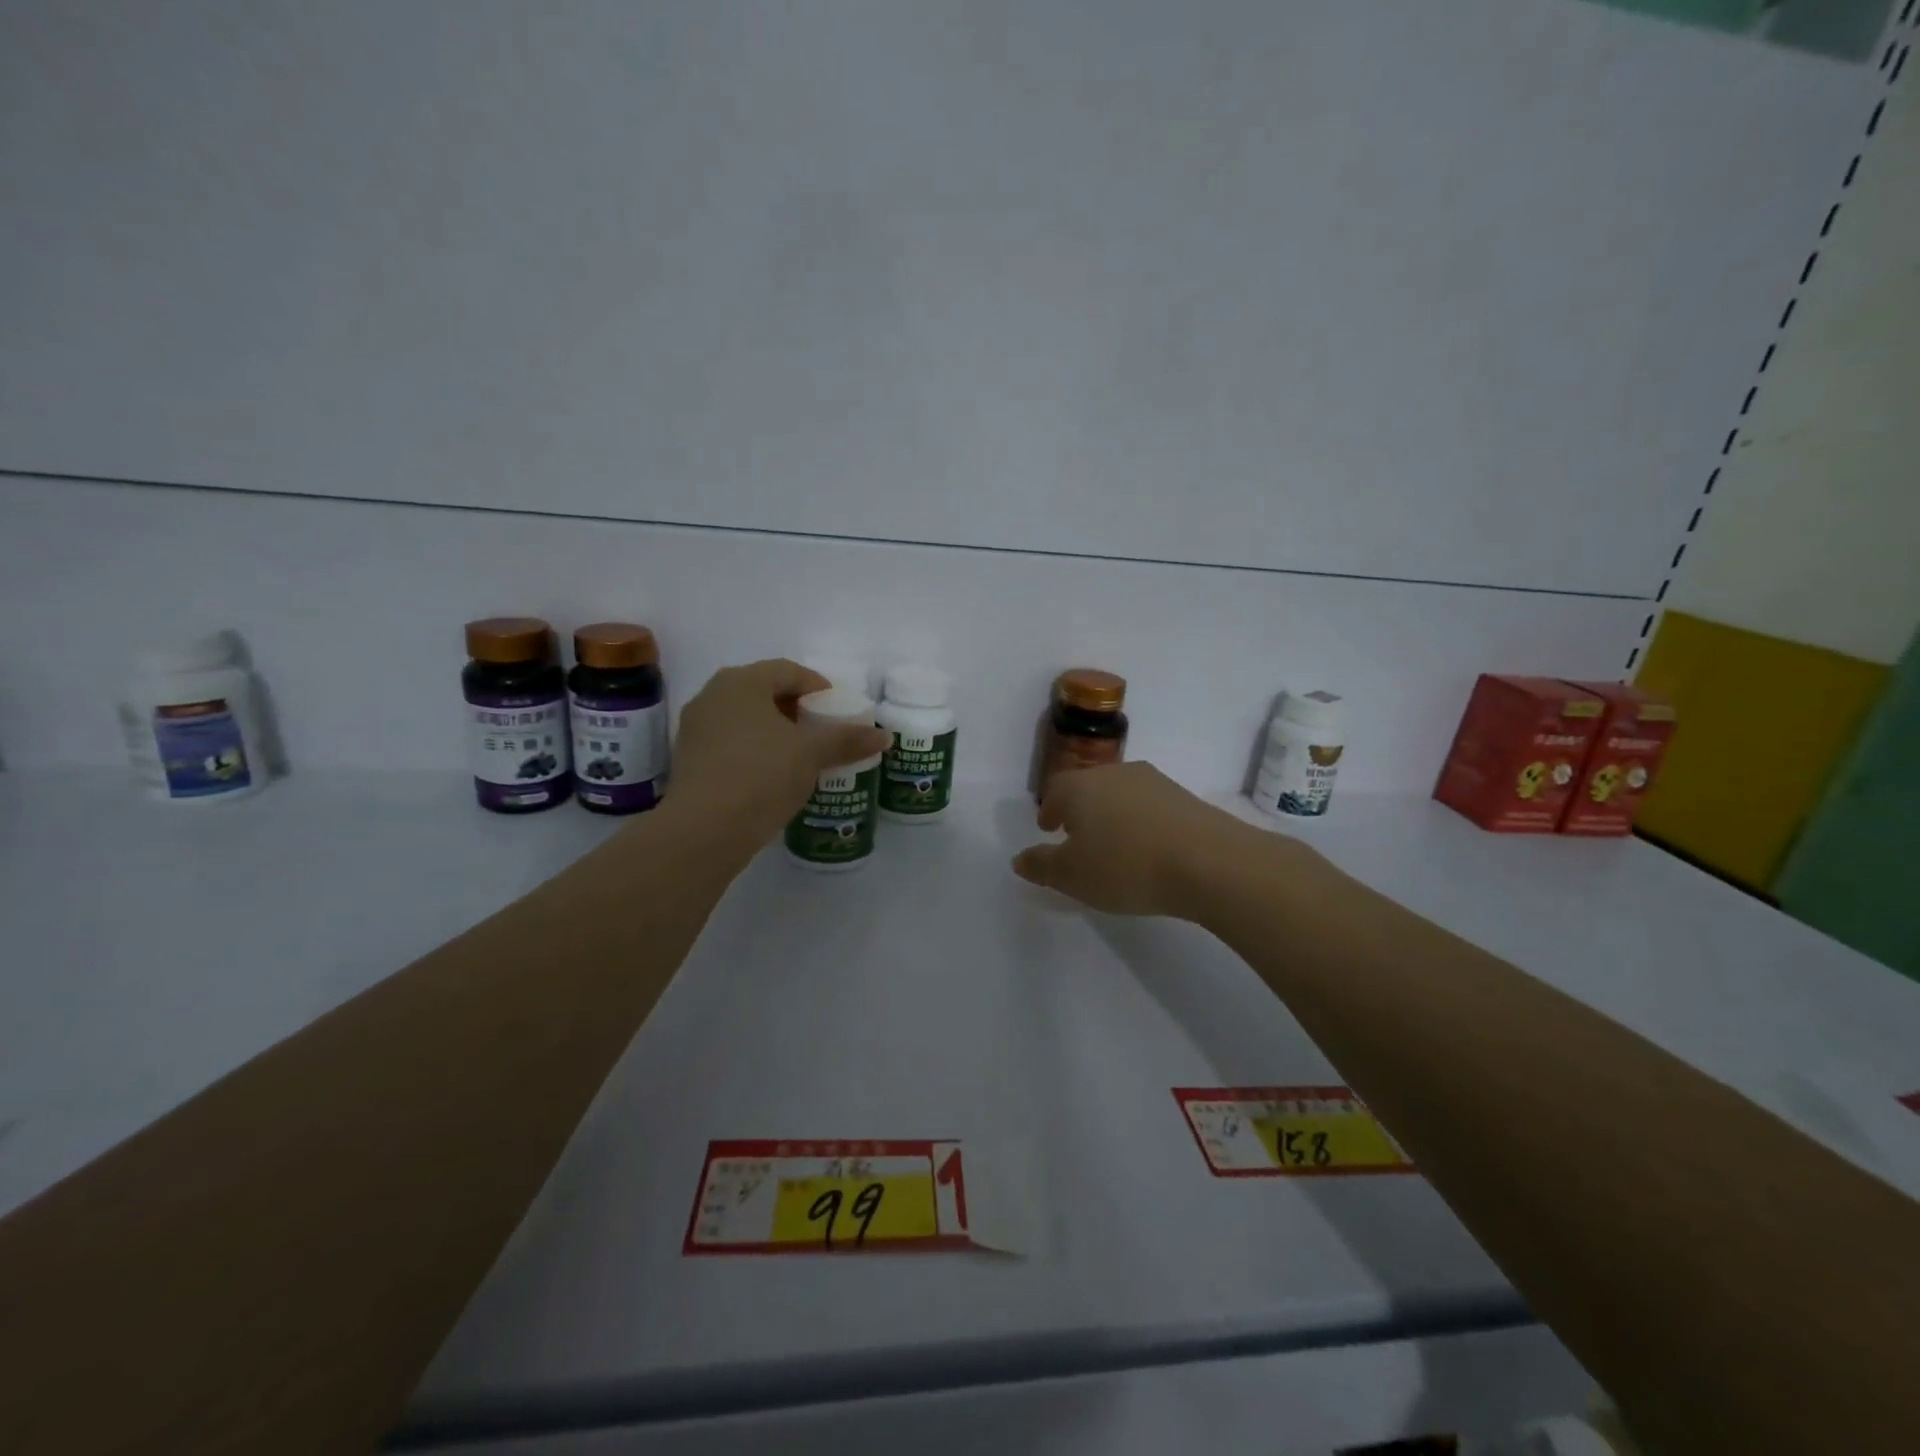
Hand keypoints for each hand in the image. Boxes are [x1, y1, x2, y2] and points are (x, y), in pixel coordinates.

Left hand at [669, 659, 891, 847]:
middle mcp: (712, 696)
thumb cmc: (762, 774)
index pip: (787, 670)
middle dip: (796, 709)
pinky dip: (755, 752)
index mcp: (741, 682)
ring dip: (775, 732)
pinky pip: (731, 745)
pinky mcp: (690, 762)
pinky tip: (774, 776)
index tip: (838, 708)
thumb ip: (847, 739)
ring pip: (745, 720)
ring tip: (802, 755)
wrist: (705, 829)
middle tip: (823, 730)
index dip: (818, 686)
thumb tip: (883, 736)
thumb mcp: (812, 753)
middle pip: (764, 692)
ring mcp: (695, 730)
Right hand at [1011, 761, 1263, 918]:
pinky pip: (1151, 807)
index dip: (1049, 808)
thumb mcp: (1072, 876)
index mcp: (1080, 787)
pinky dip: (1142, 822)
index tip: (1049, 827)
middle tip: (1078, 835)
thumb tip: (1019, 859)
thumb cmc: (1125, 866)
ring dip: (1113, 814)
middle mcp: (1114, 774)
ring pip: (1121, 794)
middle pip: (1089, 787)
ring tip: (1115, 844)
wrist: (1208, 861)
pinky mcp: (1185, 798)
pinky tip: (1149, 847)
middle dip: (1080, 809)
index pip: (1055, 789)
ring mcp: (1153, 782)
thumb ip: (1042, 866)